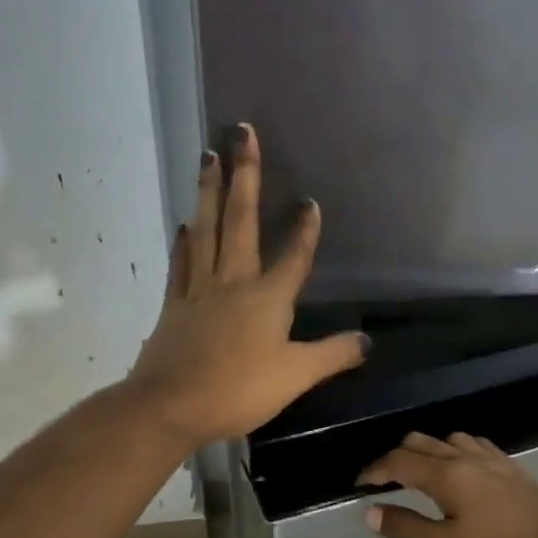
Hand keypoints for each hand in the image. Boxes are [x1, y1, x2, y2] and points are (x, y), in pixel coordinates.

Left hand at [127, 124, 367, 446]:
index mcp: (267, 296)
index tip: (309, 200)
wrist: (170, 405)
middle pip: (240, 219)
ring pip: (206, 229)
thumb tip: (367, 342)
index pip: (293, 254)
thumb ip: (332, 355)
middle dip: (244, 174)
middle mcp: (233, 281)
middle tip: (240, 132)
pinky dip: (184, 241)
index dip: (304, 228)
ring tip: (207, 156)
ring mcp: (199, 289)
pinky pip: (181, 263)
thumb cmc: (238, 390)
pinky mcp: (175, 305)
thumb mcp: (296, 376)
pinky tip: (185, 224)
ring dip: (209, 191)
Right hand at [357, 432, 537, 537]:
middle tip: (384, 483)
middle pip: (421, 442)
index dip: (374, 470)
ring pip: (450, 439)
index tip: (359, 484)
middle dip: (397, 457)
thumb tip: (370, 511)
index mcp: (449, 474)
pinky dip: (454, 451)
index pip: (399, 461)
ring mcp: (496, 461)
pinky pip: (475, 445)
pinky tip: (461, 473)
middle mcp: (469, 456)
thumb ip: (406, 528)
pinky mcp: (515, 470)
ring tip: (420, 477)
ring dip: (427, 451)